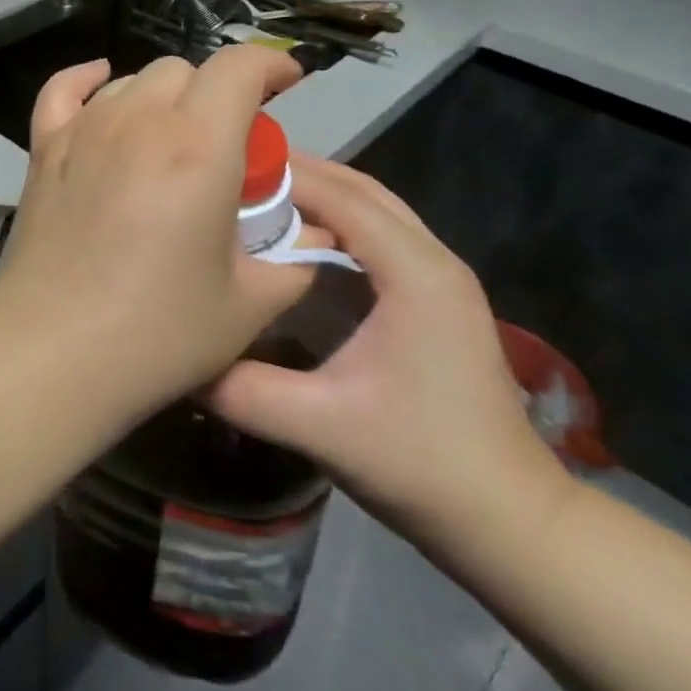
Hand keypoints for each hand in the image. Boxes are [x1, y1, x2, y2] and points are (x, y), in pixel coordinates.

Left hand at [0, 49, 319, 425]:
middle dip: (217, 93)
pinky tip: (100, 85)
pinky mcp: (45, 149)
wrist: (52, 353)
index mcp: (197, 146)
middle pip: (185, 71)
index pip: (238, 68)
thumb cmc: (157, 332)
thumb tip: (316, 239)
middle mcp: (138, 121)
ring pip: (132, 81)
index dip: (269, 64)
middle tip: (227, 145)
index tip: (287, 83)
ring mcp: (84, 130)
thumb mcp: (248, 305)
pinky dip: (86, 81)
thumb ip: (294, 262)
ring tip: (173, 141)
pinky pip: (63, 91)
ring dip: (164, 98)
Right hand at [207, 156, 571, 558]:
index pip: (340, 196)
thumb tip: (181, 355)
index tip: (224, 170)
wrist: (510, 521)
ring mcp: (440, 277)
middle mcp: (433, 259)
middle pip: (359, 189)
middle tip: (234, 174)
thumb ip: (242, 388)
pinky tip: (298, 238)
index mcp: (415, 273)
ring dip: (319, 193)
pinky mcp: (436, 296)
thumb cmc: (421, 464)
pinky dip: (337, 219)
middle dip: (299, 174)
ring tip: (257, 196)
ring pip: (373, 207)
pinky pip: (379, 233)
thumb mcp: (320, 426)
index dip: (283, 176)